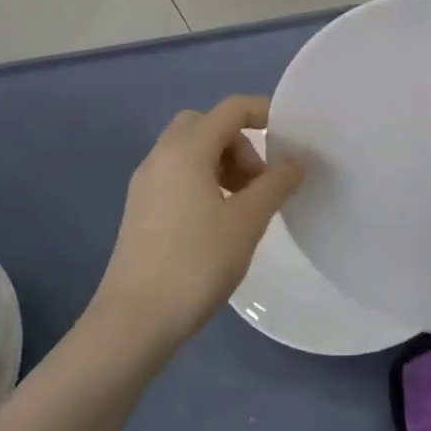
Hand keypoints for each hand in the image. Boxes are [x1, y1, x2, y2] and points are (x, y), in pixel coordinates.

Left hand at [89, 97, 304, 357]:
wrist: (134, 321)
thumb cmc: (196, 263)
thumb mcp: (247, 221)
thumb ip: (276, 184)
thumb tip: (296, 161)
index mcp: (186, 150)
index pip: (231, 109)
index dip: (263, 113)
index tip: (290, 138)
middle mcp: (161, 156)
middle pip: (206, 124)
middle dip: (239, 141)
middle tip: (259, 180)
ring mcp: (146, 183)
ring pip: (189, 150)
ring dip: (221, 162)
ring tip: (243, 203)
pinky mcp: (140, 209)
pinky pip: (176, 174)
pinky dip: (202, 180)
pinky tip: (218, 220)